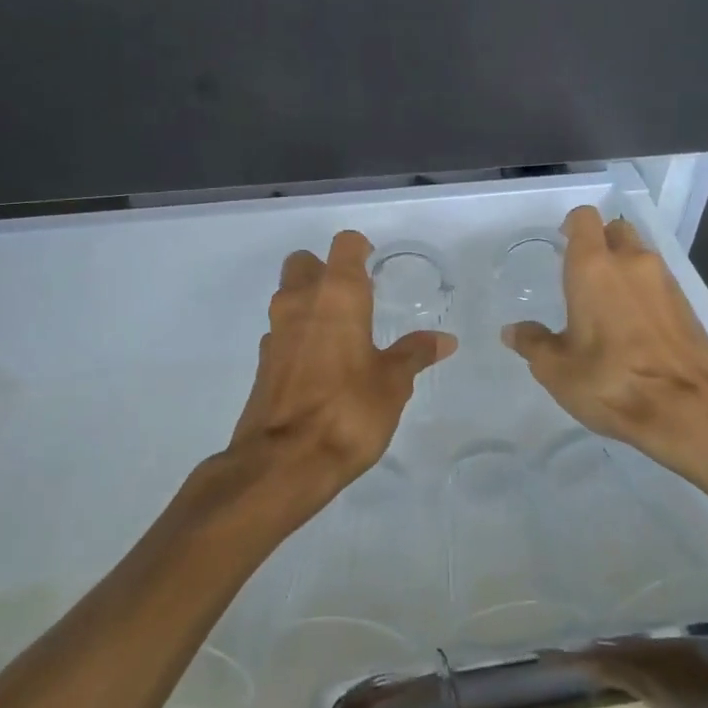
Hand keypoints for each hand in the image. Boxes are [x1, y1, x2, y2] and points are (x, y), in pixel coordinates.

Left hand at [221, 230, 454, 527]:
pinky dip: (299, 336)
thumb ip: (415, 355)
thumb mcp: (393, 383)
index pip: (345, 246)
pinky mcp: (262, 362)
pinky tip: (321, 365)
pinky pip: (282, 332)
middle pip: (304, 263)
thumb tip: (445, 339)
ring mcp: (275, 331)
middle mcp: (300, 302)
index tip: (374, 266)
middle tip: (354, 298)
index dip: (360, 250)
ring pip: (289, 296)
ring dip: (310, 303)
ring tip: (342, 333)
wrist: (284, 462)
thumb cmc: (348, 411)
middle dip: (325, 271)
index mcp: (337, 295)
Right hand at [503, 206, 707, 474]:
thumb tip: (514, 331)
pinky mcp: (688, 306)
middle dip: (600, 243)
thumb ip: (533, 343)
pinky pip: (659, 284)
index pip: (584, 219)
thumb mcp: (556, 370)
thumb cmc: (611, 382)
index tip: (562, 244)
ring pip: (640, 256)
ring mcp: (665, 282)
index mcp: (593, 268)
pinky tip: (634, 327)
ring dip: (624, 269)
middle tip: (582, 275)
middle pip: (616, 230)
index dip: (572, 226)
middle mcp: (632, 263)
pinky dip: (644, 293)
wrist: (688, 410)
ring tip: (607, 305)